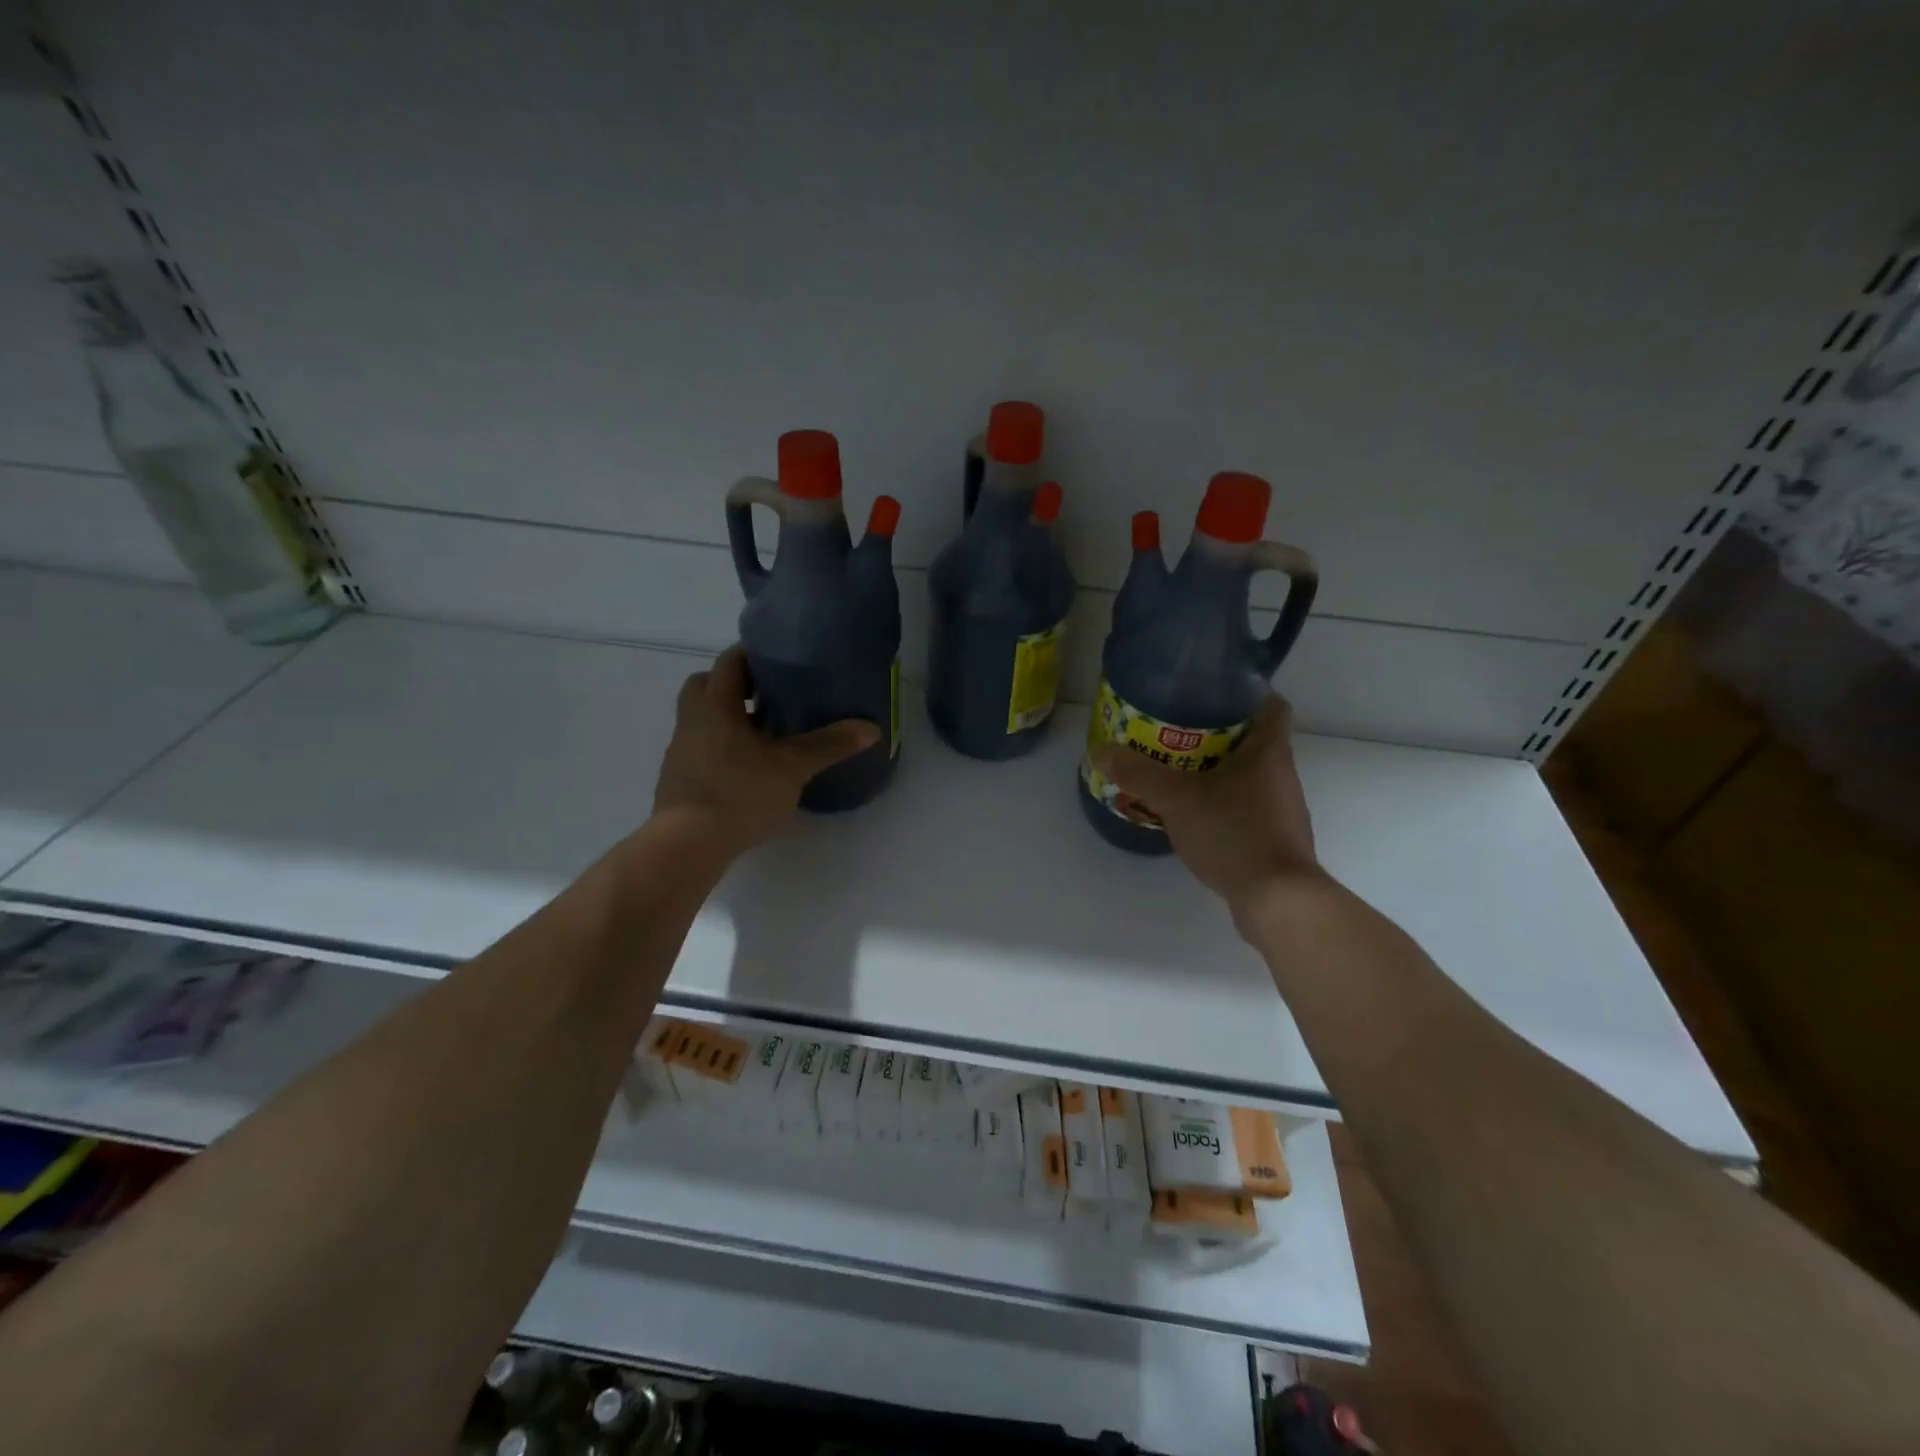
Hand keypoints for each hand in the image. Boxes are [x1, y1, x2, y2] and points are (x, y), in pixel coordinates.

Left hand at [652, 646, 879, 855]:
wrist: (687, 845)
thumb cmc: (739, 793)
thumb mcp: (792, 767)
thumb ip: (829, 745)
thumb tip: (871, 728)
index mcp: (715, 705)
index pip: (730, 662)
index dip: (753, 655)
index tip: (780, 659)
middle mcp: (692, 720)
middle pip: (707, 685)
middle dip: (735, 685)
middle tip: (769, 695)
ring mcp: (681, 751)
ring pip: (702, 719)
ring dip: (729, 718)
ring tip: (765, 733)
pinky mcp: (680, 779)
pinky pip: (702, 747)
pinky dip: (723, 747)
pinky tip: (749, 768)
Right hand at [1090, 696, 1324, 911]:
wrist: (1277, 900)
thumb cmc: (1234, 833)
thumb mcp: (1177, 799)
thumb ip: (1139, 773)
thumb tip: (1101, 751)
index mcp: (1269, 752)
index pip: (1271, 706)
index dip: (1246, 694)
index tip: (1212, 695)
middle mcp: (1283, 775)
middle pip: (1255, 741)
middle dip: (1218, 735)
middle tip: (1177, 734)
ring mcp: (1283, 810)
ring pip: (1250, 777)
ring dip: (1219, 772)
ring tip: (1179, 774)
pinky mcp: (1276, 840)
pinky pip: (1247, 808)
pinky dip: (1223, 805)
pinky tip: (1194, 816)